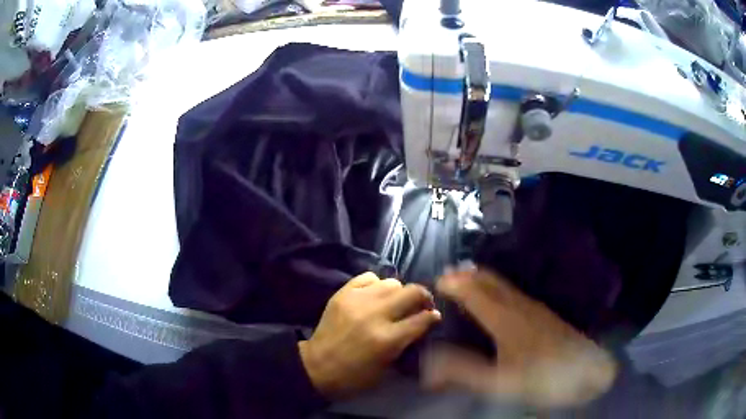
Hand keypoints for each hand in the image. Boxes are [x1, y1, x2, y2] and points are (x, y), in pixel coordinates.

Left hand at [299, 272, 440, 398]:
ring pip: (392, 282)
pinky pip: (368, 277)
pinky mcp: (343, 294)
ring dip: (399, 292)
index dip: (433, 317)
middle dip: (423, 297)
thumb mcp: (387, 368)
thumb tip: (422, 324)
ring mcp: (357, 301)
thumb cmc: (355, 376)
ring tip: (396, 301)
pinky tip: (376, 295)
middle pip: (412, 292)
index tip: (435, 316)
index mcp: (388, 339)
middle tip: (421, 305)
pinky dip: (377, 284)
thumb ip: (406, 343)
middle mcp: (375, 315)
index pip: (422, 319)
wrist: (317, 367)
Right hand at [423, 269, 616, 407]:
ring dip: (481, 279)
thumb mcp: (499, 382)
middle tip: (447, 276)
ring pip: (502, 284)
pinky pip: (512, 291)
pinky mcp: (542, 313)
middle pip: (489, 281)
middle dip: (467, 275)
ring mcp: (533, 307)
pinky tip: (496, 299)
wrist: (585, 371)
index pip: (474, 292)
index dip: (455, 284)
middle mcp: (518, 305)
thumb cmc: (540, 378)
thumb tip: (430, 363)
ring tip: (466, 281)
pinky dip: (495, 288)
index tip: (437, 281)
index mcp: (504, 319)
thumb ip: (463, 372)